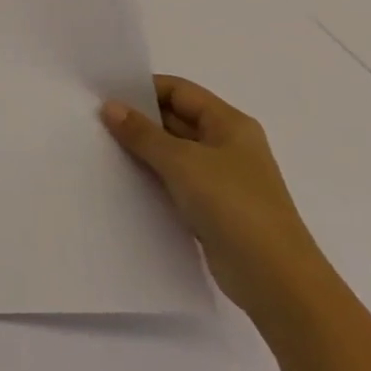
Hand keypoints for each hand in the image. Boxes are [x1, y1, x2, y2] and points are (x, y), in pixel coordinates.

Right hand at [101, 76, 325, 317]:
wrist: (276, 281)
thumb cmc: (234, 207)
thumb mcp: (182, 162)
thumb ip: (142, 133)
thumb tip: (110, 106)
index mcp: (229, 124)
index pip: (179, 91)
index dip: (143, 89)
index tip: (105, 94)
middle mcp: (227, 145)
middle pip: (175, 119)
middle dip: (138, 119)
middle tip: (94, 119)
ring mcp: (221, 178)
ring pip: (172, 151)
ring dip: (142, 149)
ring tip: (100, 146)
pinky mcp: (212, 207)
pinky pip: (174, 180)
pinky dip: (151, 176)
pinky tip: (122, 178)